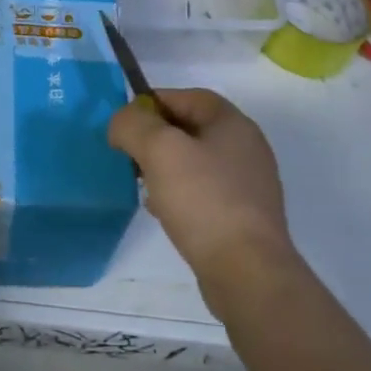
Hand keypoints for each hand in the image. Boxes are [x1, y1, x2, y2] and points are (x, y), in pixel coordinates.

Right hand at [107, 89, 297, 306]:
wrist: (247, 273)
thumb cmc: (203, 200)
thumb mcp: (159, 150)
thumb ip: (133, 125)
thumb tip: (122, 121)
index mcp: (233, 123)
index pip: (188, 96)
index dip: (153, 103)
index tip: (126, 123)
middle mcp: (246, 148)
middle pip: (191, 128)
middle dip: (156, 138)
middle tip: (130, 156)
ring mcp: (248, 185)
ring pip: (196, 162)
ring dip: (166, 168)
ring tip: (143, 185)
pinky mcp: (244, 218)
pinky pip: (204, 193)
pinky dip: (181, 195)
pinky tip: (163, 212)